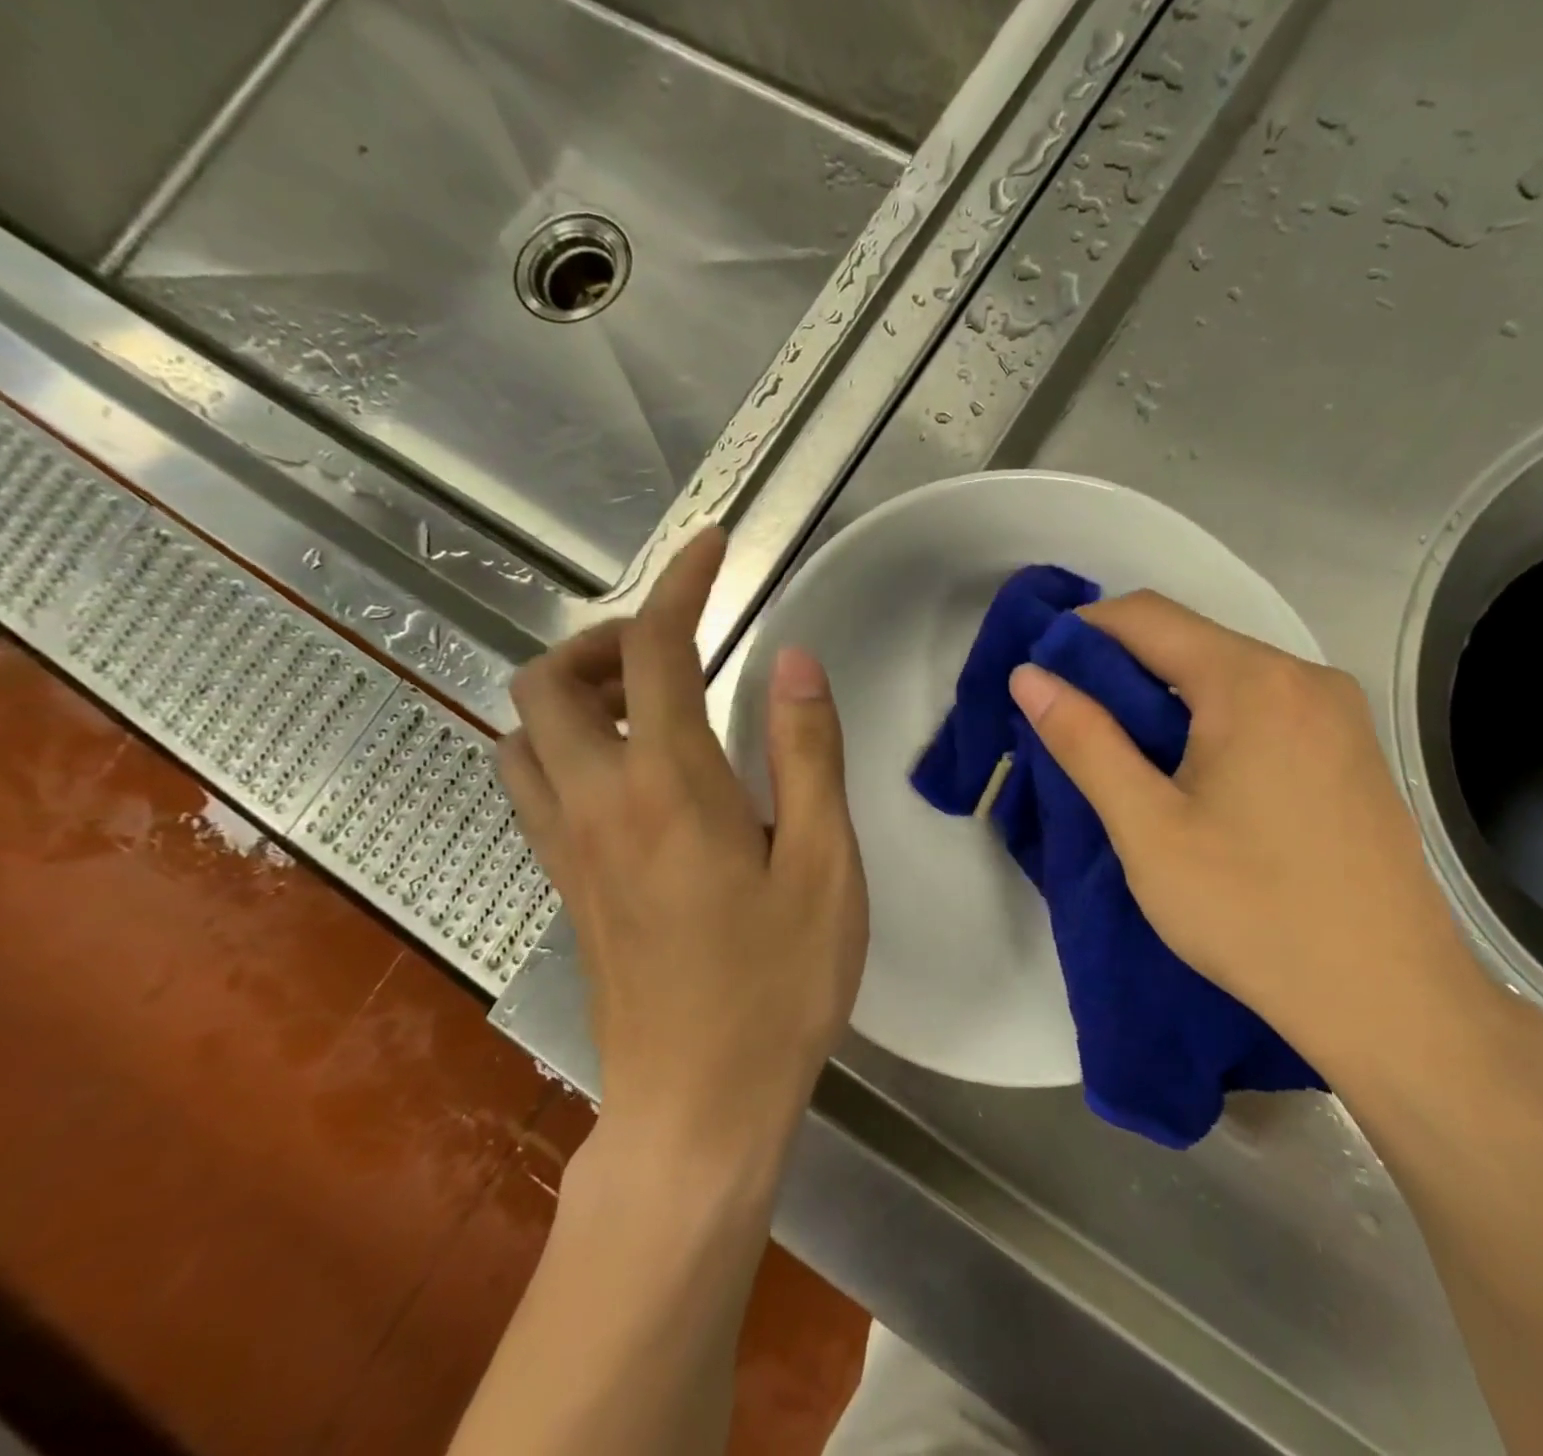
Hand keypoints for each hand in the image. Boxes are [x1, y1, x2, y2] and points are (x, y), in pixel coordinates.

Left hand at [497, 529, 867, 1139]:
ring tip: (649, 704)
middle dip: (608, 638)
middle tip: (678, 652)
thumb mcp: (824, 864)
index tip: (711, 548)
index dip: (681, 583)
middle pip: (551, 681)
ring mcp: (567, 849)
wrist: (699, 1104)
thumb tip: (794, 659)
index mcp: (670, 789)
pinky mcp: (564, 886)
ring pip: (523, 734)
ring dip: (575, 692)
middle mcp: (598, 804)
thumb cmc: (779, 984)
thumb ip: (807, 753)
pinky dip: (564, 744)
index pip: (655, 650)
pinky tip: (629, 773)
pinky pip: (532, 785)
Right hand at [1007, 591, 1494, 1082]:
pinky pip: (1266, 708)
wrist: (1389, 999)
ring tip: (1127, 756)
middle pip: (1192, 642)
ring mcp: (1339, 714)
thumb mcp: (1148, 829)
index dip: (1081, 633)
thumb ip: (1084, 741)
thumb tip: (1029, 678)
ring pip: (1229, 677)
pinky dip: (1214, 722)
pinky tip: (1197, 777)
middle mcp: (1305, 677)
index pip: (1147, 616)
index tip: (1040, 673)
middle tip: (1073, 723)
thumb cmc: (1252, 911)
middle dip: (1122, 669)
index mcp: (1252, 682)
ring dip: (1167, 699)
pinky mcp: (1353, 752)